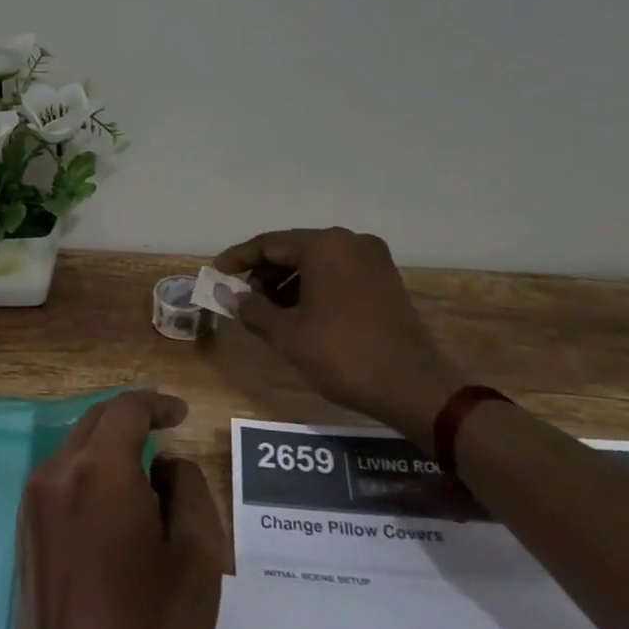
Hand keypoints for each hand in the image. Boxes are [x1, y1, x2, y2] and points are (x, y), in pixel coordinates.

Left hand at [12, 390, 224, 628]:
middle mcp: (57, 473)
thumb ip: (187, 489)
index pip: (126, 410)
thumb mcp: (196, 558)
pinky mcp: (24, 531)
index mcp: (99, 470)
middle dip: (132, 419)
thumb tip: (165, 464)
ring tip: (144, 473)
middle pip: (96, 421)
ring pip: (75, 447)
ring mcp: (33, 502)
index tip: (181, 414)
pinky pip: (60, 478)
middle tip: (165, 433)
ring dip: (109, 446)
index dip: (156, 403)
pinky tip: (112, 505)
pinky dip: (88, 472)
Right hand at [214, 227, 458, 443]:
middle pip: (294, 248)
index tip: (216, 272)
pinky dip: (314, 285)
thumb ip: (252, 309)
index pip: (268, 244)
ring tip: (267, 309)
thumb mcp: (287, 334)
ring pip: (317, 260)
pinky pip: (338, 271)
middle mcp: (350, 241)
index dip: (238, 258)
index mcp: (324, 245)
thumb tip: (229, 295)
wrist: (413, 386)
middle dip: (264, 271)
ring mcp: (372, 258)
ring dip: (288, 281)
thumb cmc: (343, 355)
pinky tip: (300, 311)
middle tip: (241, 296)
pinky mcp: (385, 278)